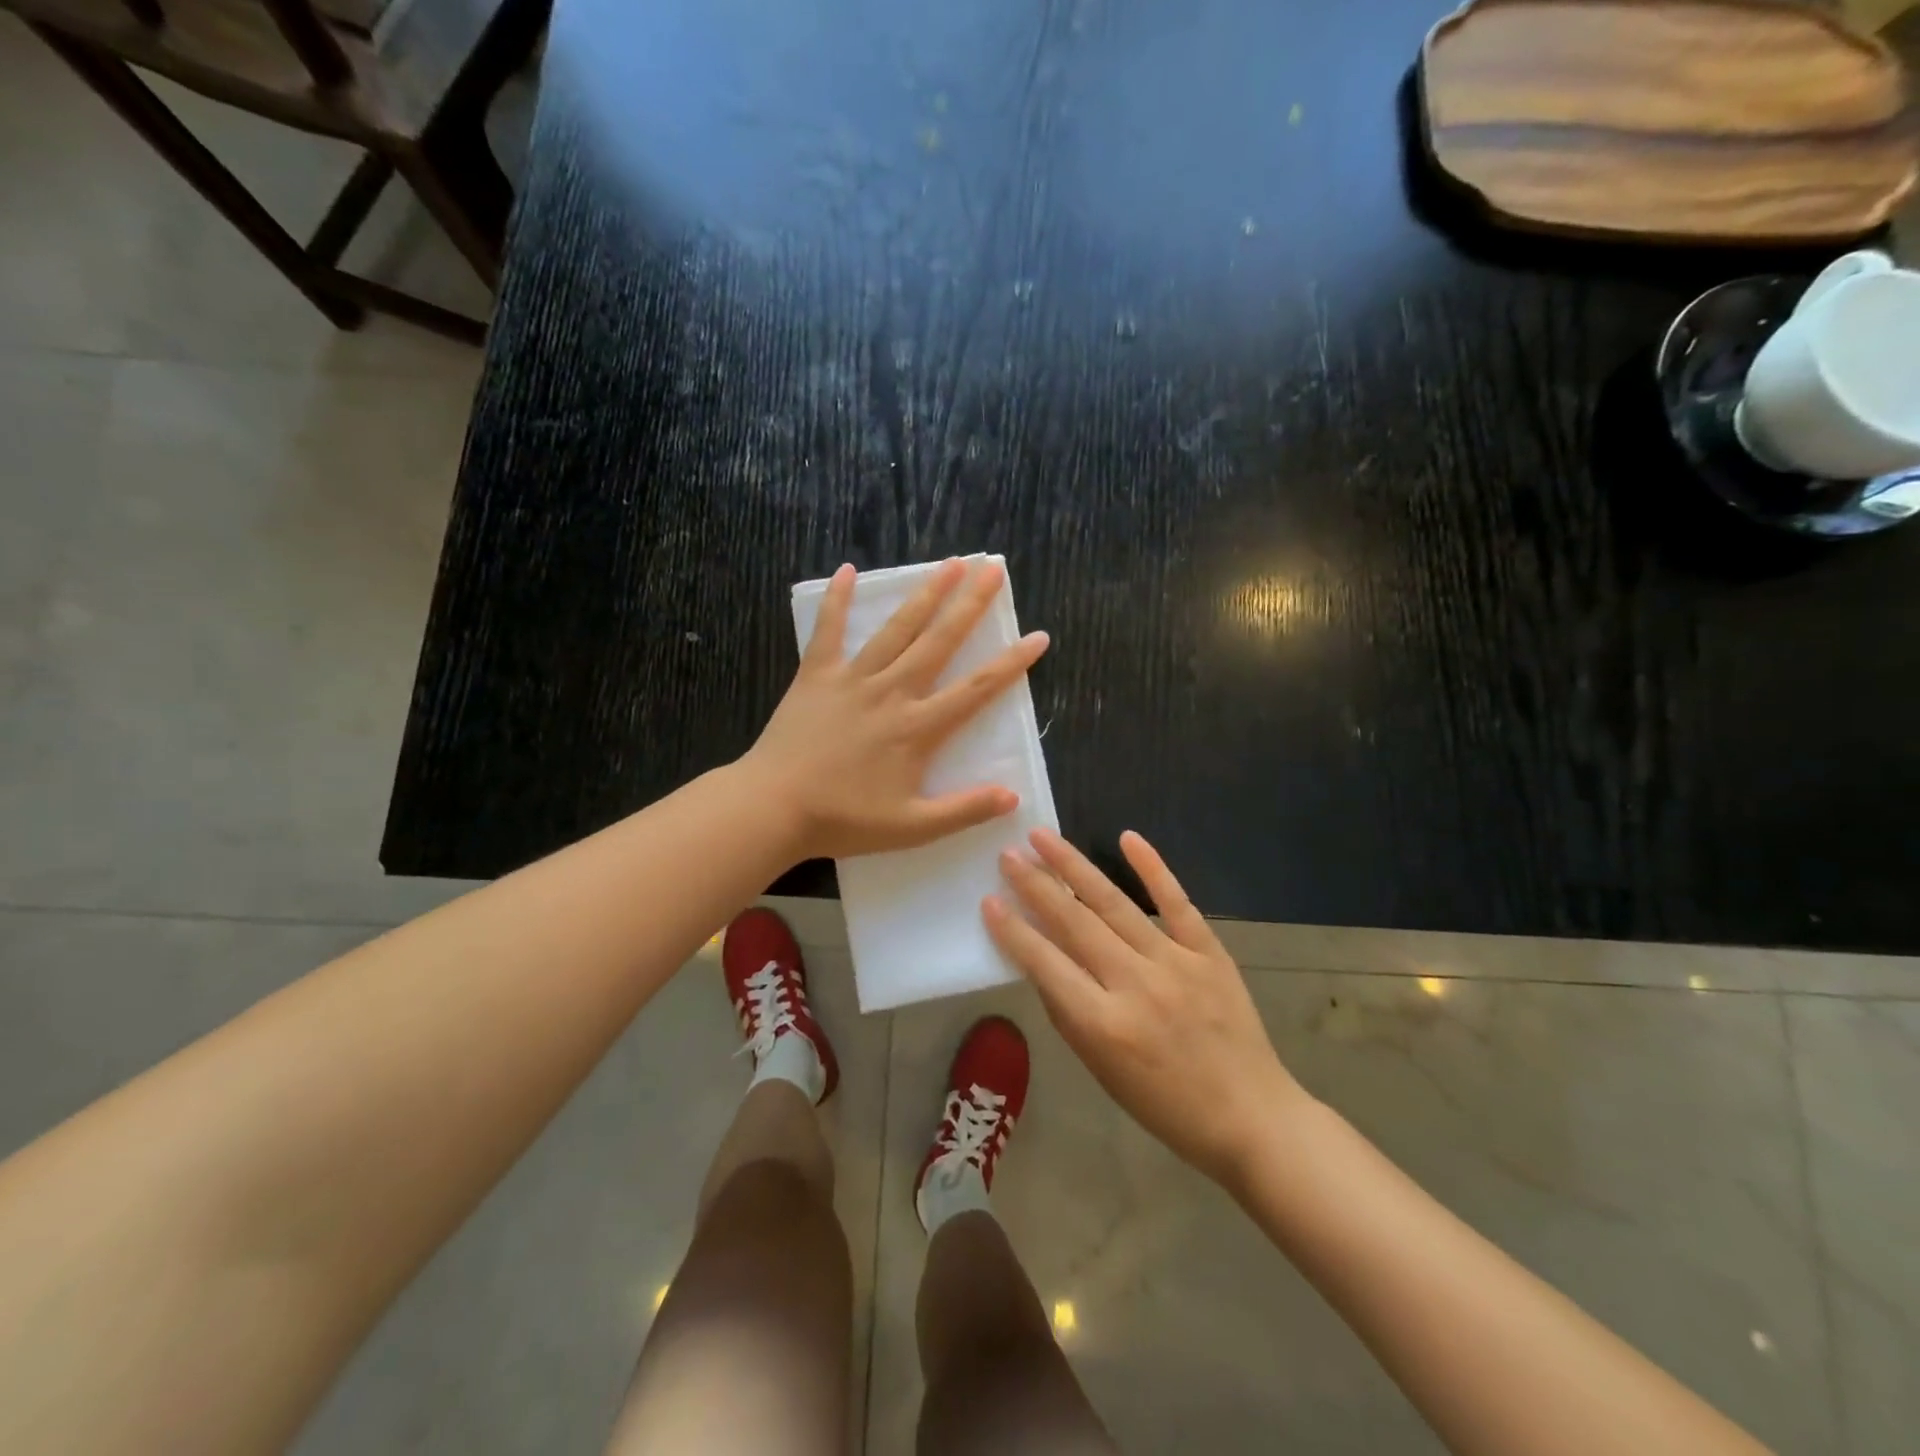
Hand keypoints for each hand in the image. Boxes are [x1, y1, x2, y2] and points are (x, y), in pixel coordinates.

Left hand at [743, 558, 1049, 862]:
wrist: (774, 807)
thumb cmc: (844, 820)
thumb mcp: (912, 828)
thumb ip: (963, 810)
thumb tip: (1012, 797)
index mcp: (918, 728)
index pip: (976, 689)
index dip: (1011, 663)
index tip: (1038, 636)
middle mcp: (892, 692)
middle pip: (939, 641)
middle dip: (970, 604)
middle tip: (992, 570)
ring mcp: (852, 679)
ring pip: (896, 629)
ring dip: (924, 595)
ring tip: (948, 564)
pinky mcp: (816, 675)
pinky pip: (828, 631)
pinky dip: (836, 601)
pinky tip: (847, 570)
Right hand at [984, 828, 1308, 1186]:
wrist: (1250, 1117)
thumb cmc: (1164, 1104)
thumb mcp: (1101, 1069)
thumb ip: (1068, 1012)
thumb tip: (1040, 960)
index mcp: (1103, 1024)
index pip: (1045, 963)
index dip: (1013, 930)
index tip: (989, 899)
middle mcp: (1134, 985)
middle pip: (1075, 922)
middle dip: (1036, 885)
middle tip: (1008, 854)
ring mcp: (1175, 963)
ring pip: (1115, 903)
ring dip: (1075, 866)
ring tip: (1044, 837)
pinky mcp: (1209, 952)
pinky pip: (1176, 902)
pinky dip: (1152, 868)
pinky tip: (1127, 837)